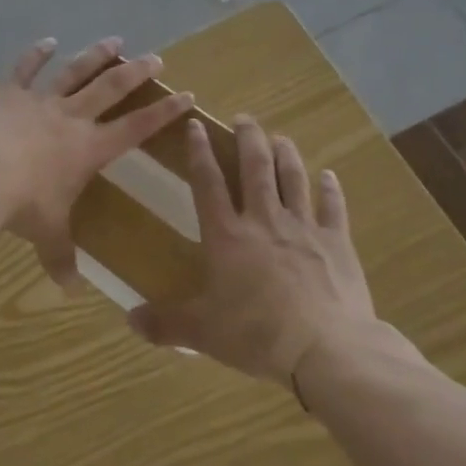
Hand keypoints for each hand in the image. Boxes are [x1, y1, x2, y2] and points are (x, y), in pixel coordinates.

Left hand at [0, 37, 195, 288]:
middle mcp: (70, 118)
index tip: (187, 95)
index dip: (164, 112)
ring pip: (75, 71)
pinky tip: (48, 41)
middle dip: (135, 72)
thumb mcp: (46, 234)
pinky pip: (25, 68)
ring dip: (96, 55)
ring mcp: (39, 100)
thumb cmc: (20, 204)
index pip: (136, 127)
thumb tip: (71, 290)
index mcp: (88, 149)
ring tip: (115, 40)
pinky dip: (37, 54)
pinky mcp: (7, 91)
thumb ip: (60, 257)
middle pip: (111, 88)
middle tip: (155, 57)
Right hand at [128, 115, 379, 385]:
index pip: (208, 182)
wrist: (325, 347)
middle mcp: (264, 220)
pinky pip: (333, 207)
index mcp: (227, 235)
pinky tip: (329, 175)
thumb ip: (166, 323)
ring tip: (280, 137)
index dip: (199, 151)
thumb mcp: (203, 333)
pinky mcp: (337, 242)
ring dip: (286, 154)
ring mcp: (304, 228)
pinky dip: (330, 189)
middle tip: (244, 118)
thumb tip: (129, 319)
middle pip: (255, 167)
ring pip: (293, 178)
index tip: (195, 125)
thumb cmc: (256, 334)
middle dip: (248, 138)